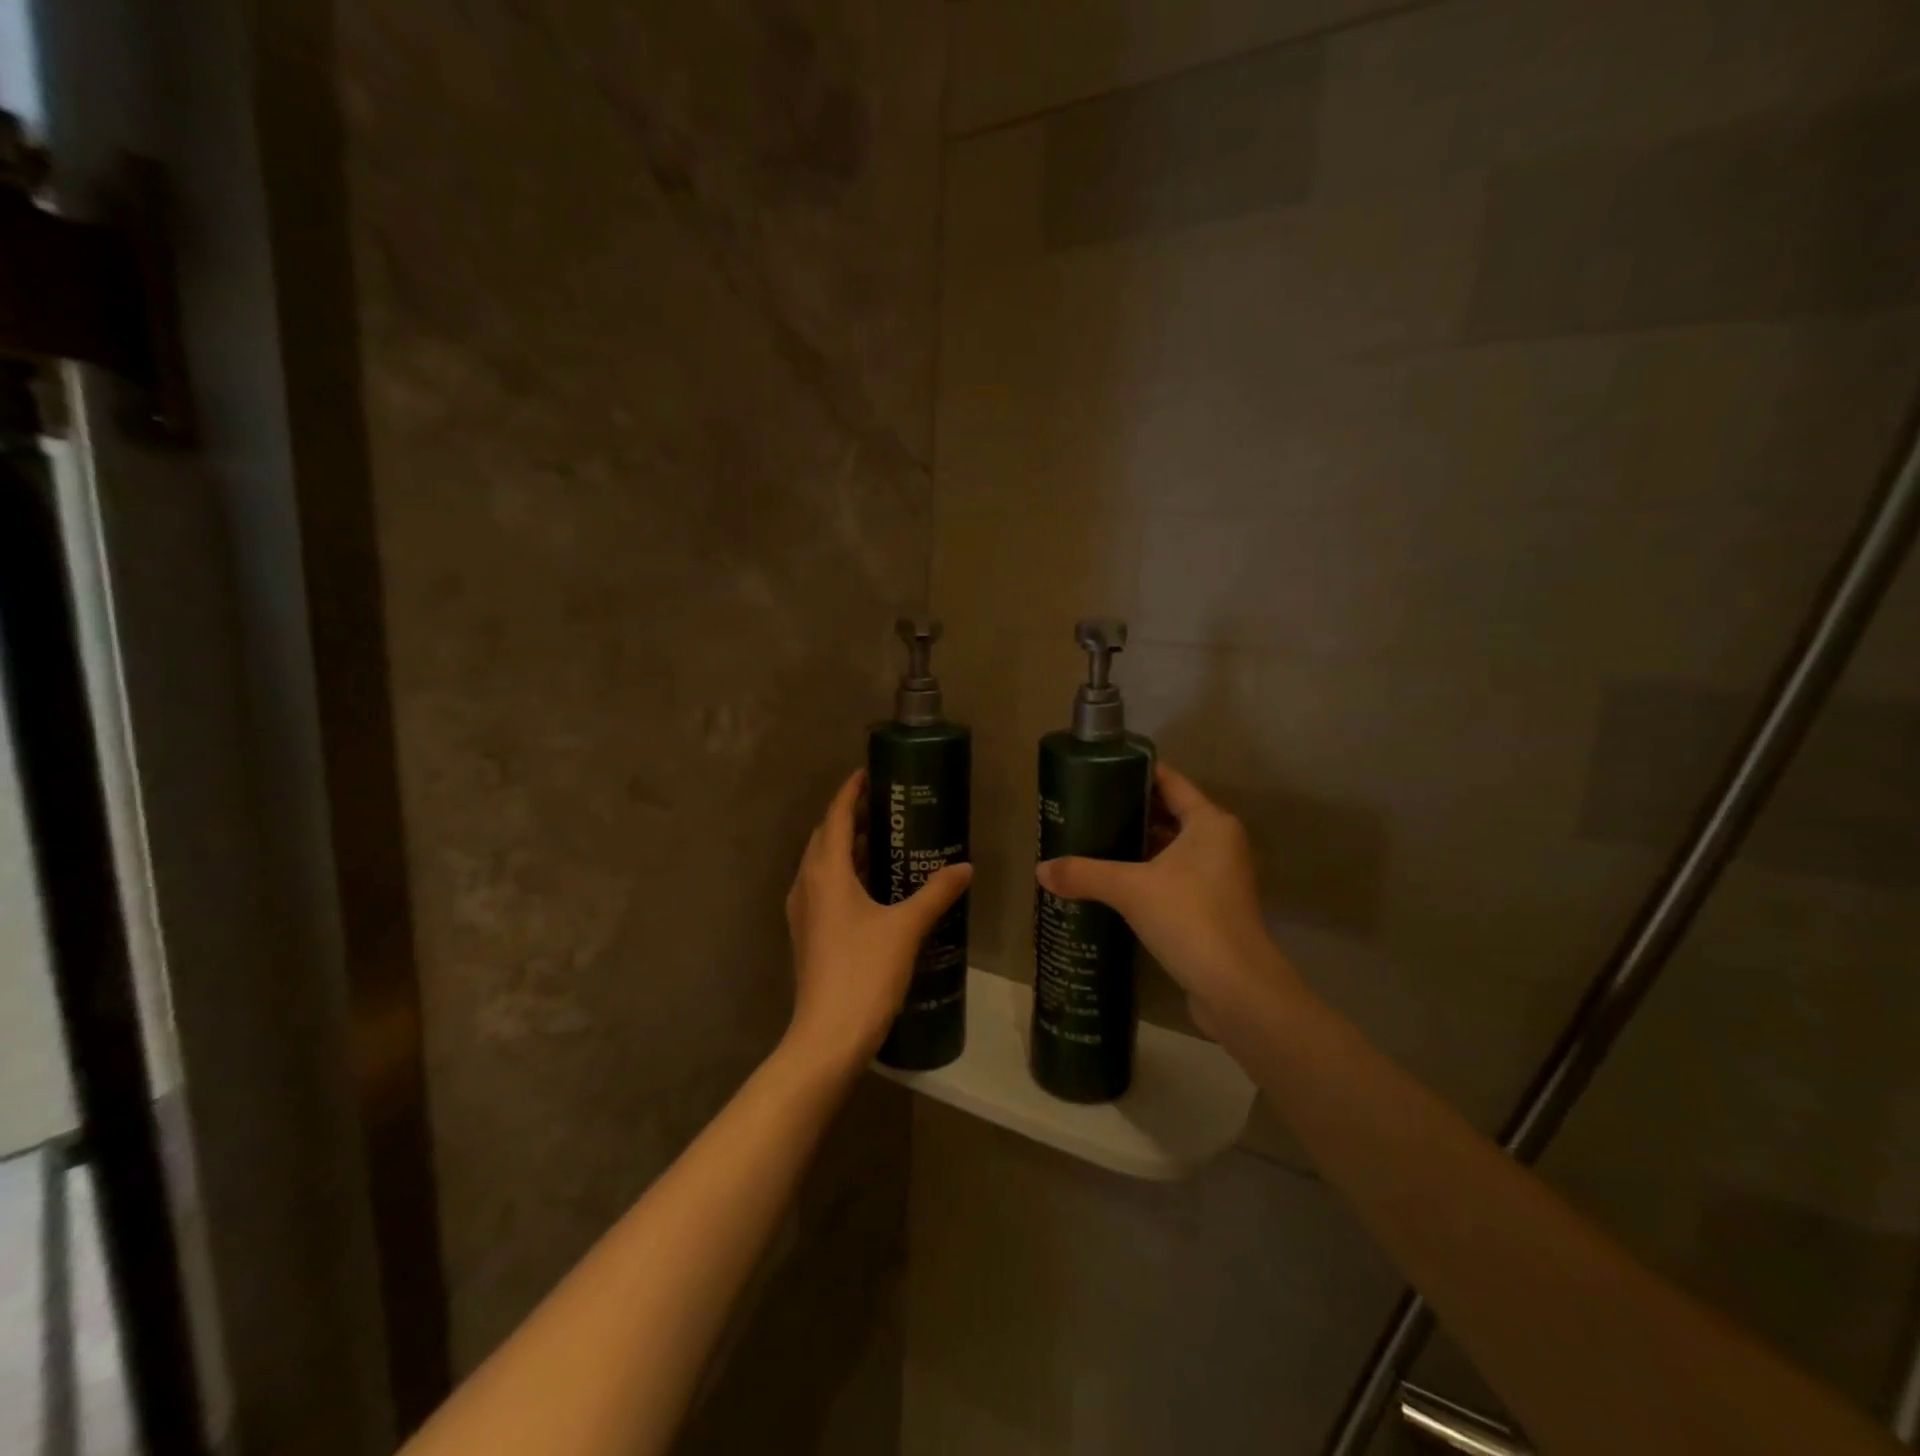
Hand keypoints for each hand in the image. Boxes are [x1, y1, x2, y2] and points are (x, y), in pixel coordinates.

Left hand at [784, 769, 972, 1071]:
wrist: (828, 1036)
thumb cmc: (865, 971)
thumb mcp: (907, 927)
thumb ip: (936, 893)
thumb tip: (965, 867)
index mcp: (826, 872)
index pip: (835, 816)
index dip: (850, 791)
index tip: (868, 772)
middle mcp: (807, 884)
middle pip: (824, 837)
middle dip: (849, 817)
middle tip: (885, 806)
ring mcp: (802, 911)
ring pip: (822, 864)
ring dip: (846, 847)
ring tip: (882, 840)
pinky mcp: (807, 934)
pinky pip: (823, 887)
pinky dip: (843, 874)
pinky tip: (872, 887)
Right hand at [1035, 763, 1300, 1034]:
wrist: (1236, 989)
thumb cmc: (1190, 919)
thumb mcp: (1130, 890)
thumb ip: (1085, 874)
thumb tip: (1040, 870)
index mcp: (1210, 823)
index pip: (1169, 782)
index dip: (1134, 774)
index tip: (1097, 772)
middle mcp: (1219, 844)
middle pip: (1169, 814)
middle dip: (1129, 812)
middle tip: (1085, 810)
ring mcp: (1219, 878)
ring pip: (1171, 849)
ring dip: (1137, 847)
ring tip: (1092, 843)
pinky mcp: (1212, 908)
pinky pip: (1174, 878)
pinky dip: (1146, 875)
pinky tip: (1113, 884)